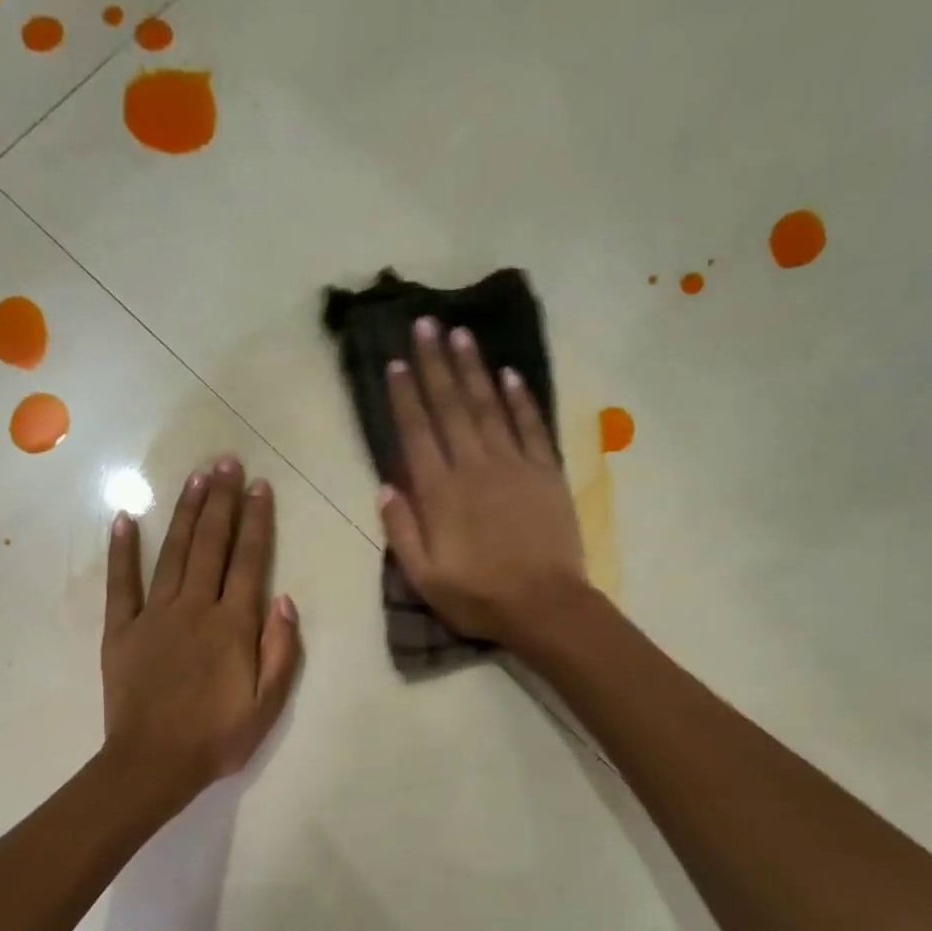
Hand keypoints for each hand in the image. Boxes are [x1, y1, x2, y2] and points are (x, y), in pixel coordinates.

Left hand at [101, 457, 301, 807]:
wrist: (153, 764)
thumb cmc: (218, 738)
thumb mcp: (267, 704)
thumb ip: (280, 650)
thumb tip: (284, 599)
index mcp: (233, 625)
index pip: (249, 561)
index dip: (256, 521)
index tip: (260, 487)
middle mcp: (195, 608)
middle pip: (211, 545)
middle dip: (222, 501)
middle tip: (227, 462)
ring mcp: (154, 615)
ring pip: (174, 552)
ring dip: (186, 513)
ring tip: (196, 477)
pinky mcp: (122, 629)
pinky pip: (121, 582)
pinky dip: (122, 550)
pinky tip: (126, 518)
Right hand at [379, 319, 589, 647]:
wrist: (545, 605)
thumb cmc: (479, 597)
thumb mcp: (424, 577)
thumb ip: (402, 530)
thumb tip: (385, 486)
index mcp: (440, 493)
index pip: (417, 433)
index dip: (405, 397)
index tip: (395, 362)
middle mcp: (474, 467)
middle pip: (451, 407)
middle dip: (435, 364)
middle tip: (425, 324)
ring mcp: (514, 465)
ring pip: (489, 407)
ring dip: (473, 369)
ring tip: (460, 334)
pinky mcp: (546, 473)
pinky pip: (532, 426)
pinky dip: (520, 399)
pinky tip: (509, 375)